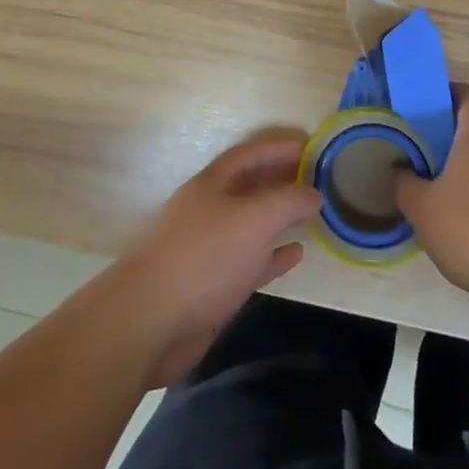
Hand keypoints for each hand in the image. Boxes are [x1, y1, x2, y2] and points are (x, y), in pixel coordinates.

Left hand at [108, 137, 321, 387]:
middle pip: (250, 186)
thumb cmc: (205, 257)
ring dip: (280, 218)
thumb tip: (314, 193)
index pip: (250, 154)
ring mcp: (209, 248)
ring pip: (251, 224)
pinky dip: (274, 255)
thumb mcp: (254, 219)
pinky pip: (250, 261)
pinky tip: (296, 254)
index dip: (280, 147)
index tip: (312, 147)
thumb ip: (288, 201)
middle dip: (282, 180)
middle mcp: (209, 210)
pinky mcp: (212, 284)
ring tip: (313, 214)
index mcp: (212, 184)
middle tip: (318, 180)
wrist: (150, 321)